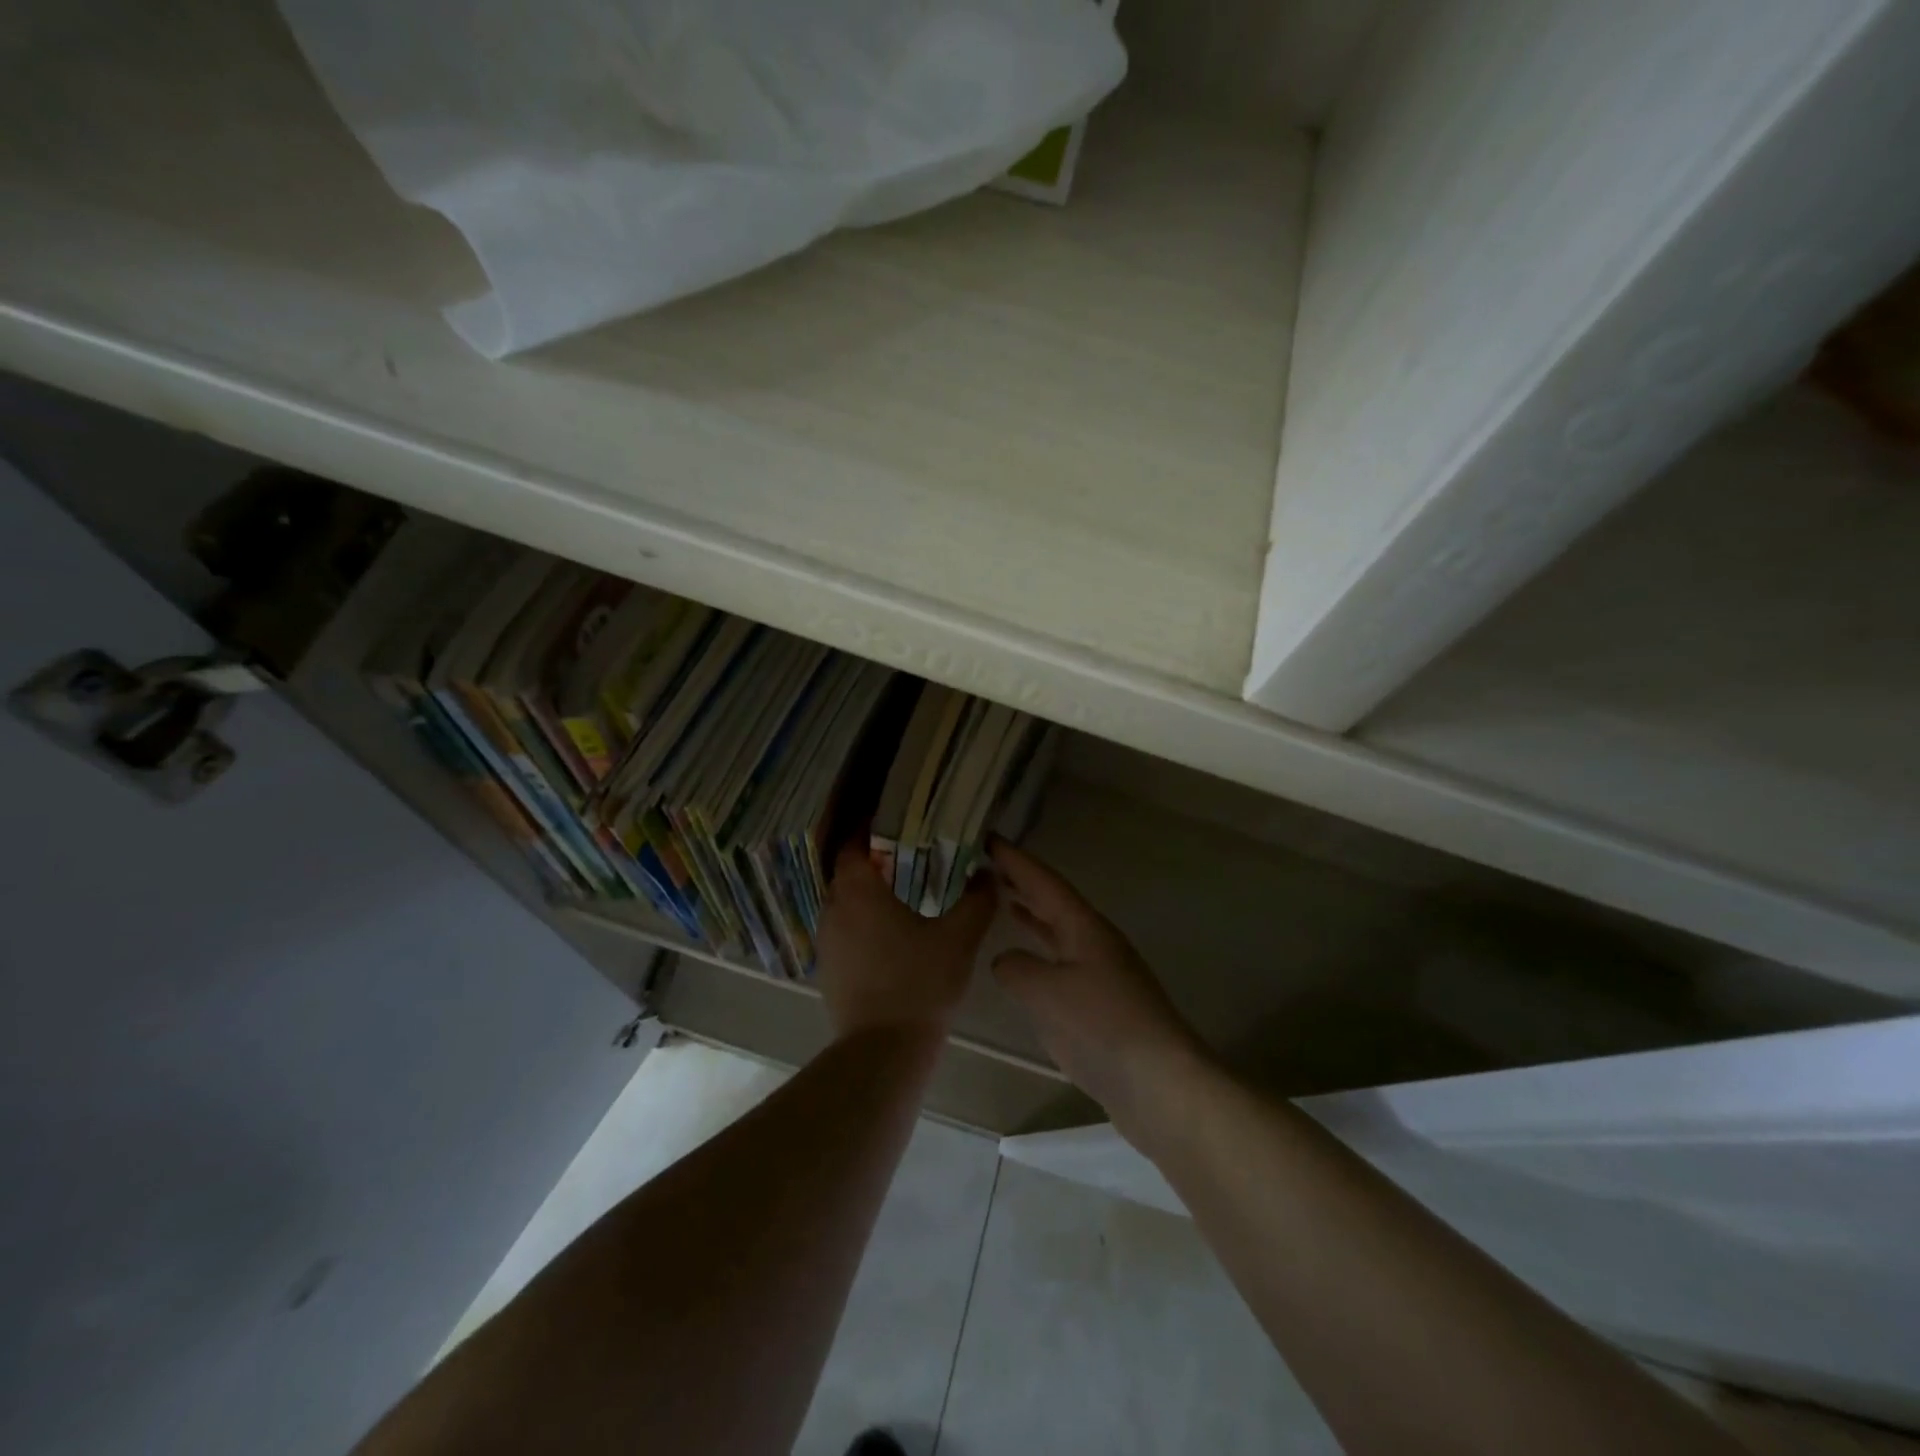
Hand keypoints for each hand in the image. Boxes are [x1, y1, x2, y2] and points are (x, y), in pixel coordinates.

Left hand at [816, 845, 995, 1039]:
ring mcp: (826, 942)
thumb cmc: (920, 983)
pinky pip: (841, 932)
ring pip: (842, 904)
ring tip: (897, 895)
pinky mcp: (827, 970)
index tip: (892, 825)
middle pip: (846, 873)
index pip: (852, 845)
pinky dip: (859, 925)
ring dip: (864, 896)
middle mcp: (833, 910)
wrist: (884, 1049)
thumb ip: (977, 901)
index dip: (868, 831)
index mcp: (859, 892)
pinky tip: (887, 937)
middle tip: (904, 857)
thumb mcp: (959, 938)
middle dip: (870, 862)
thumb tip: (988, 873)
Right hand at [989, 839, 1210, 1135]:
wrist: (1159, 1084)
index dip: (1015, 860)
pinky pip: (1060, 965)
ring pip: (1058, 934)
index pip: (1044, 882)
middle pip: (1053, 903)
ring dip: (1031, 916)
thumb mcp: (1047, 991)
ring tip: (1003, 900)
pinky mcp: (1100, 1006)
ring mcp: (1100, 975)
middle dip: (1022, 883)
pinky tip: (1024, 965)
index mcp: (1085, 927)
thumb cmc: (1102, 1025)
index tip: (988, 838)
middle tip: (987, 865)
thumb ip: (1017, 968)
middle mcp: (1094, 943)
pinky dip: (1038, 954)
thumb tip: (1006, 961)